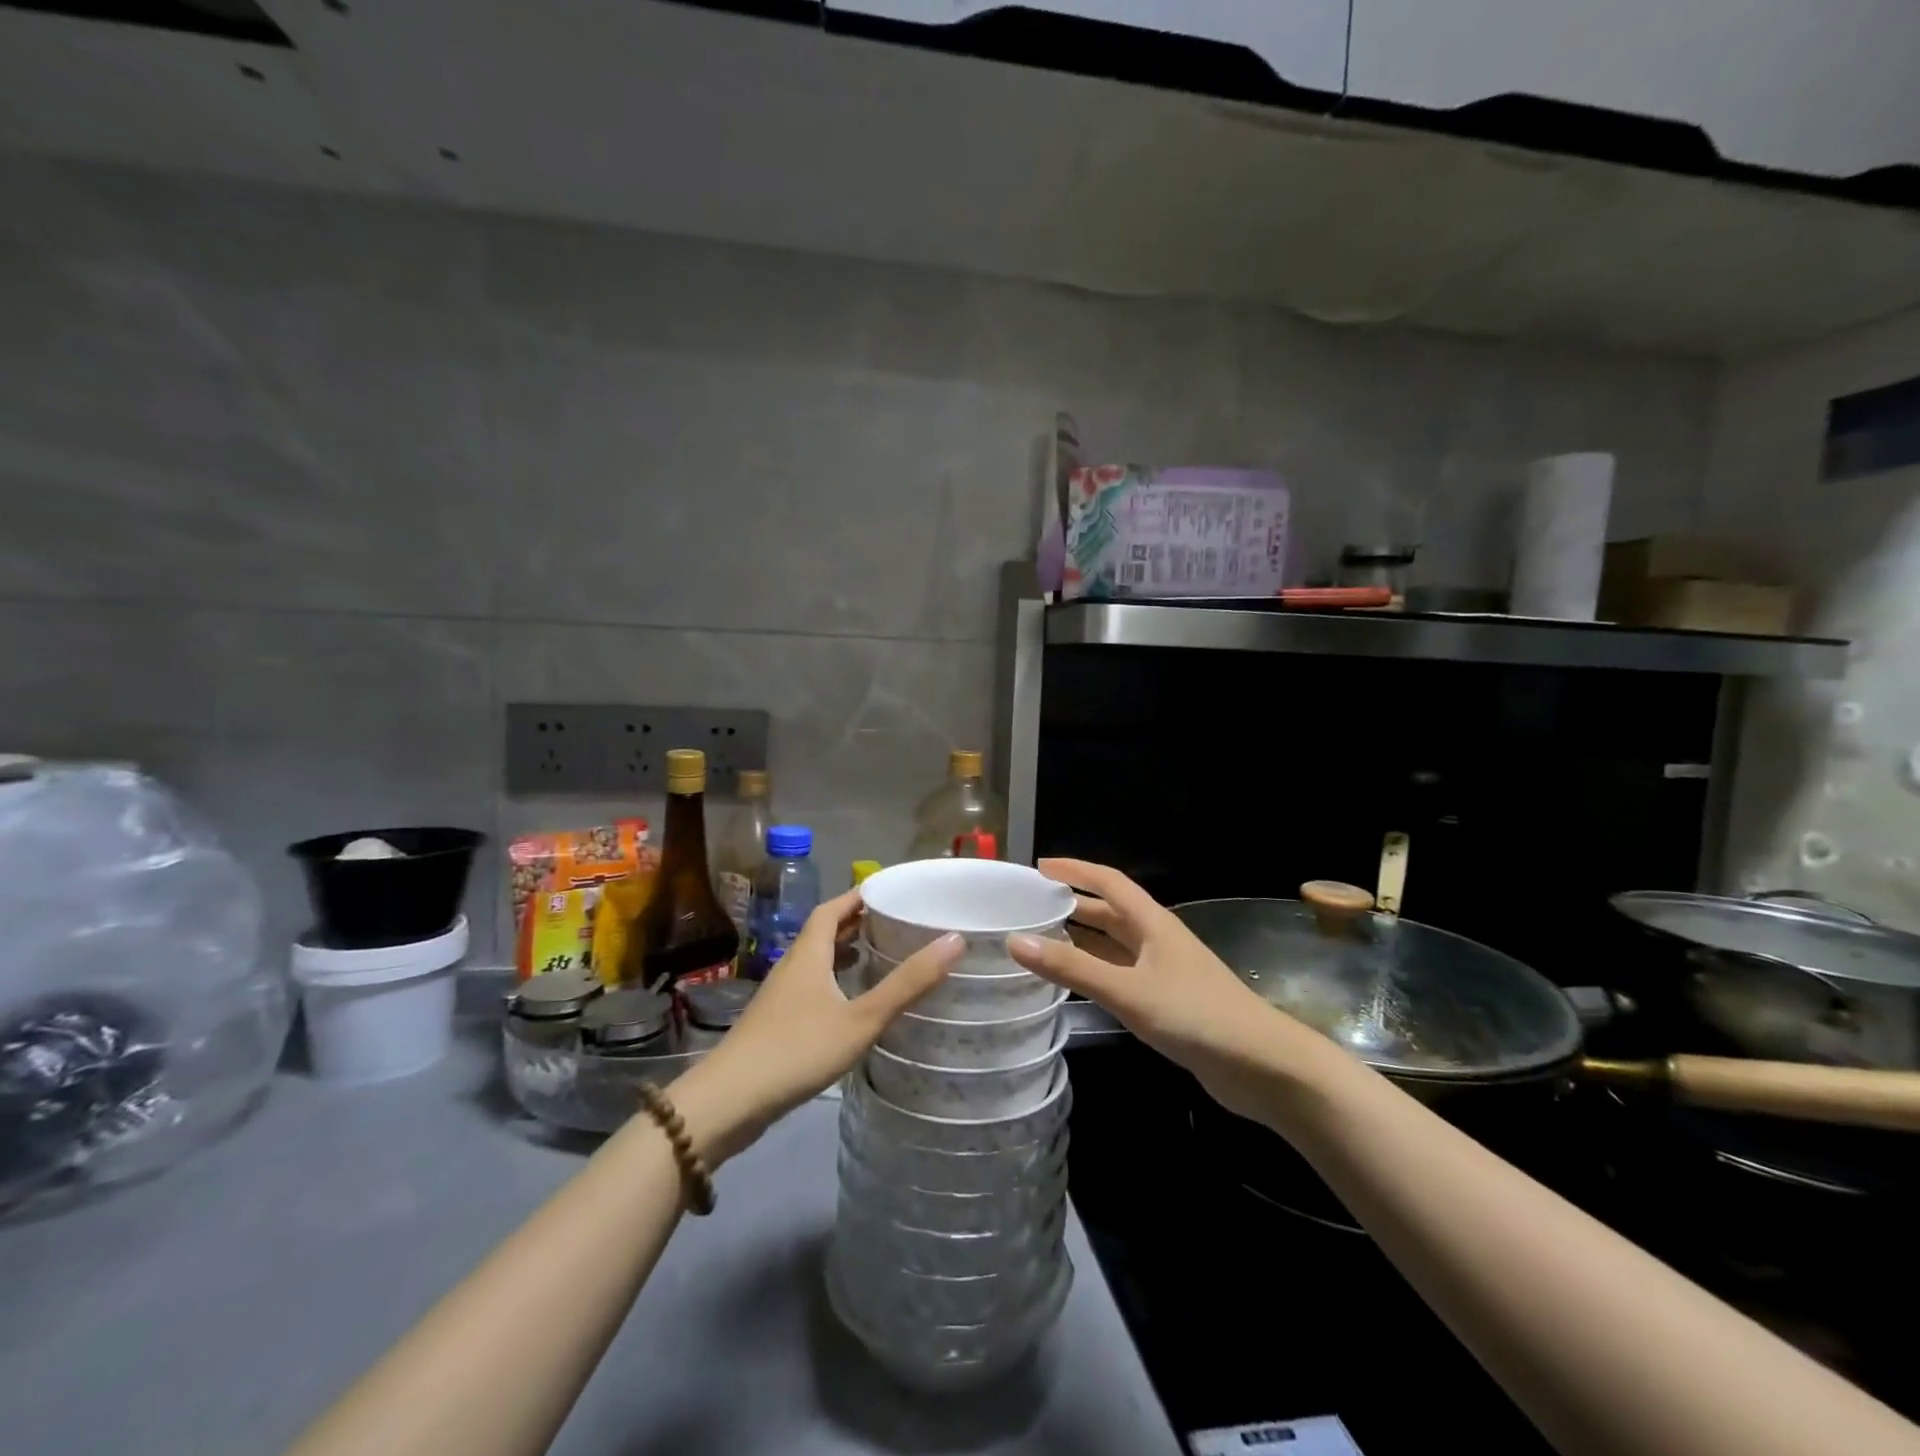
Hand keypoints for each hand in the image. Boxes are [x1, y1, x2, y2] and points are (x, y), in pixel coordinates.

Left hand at [670, 889, 961, 1163]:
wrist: (728, 1102)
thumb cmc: (797, 1050)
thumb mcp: (861, 1018)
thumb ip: (907, 983)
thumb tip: (954, 940)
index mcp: (808, 953)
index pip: (832, 908)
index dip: (858, 895)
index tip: (890, 891)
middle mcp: (792, 966)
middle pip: (824, 932)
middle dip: (856, 923)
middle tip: (895, 922)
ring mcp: (780, 996)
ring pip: (816, 962)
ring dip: (844, 953)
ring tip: (879, 956)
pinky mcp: (775, 1024)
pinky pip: (811, 988)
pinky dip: (834, 982)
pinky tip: (851, 1005)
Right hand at [1007, 859, 1339, 1121]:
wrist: (1262, 1066)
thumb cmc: (1195, 1016)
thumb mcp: (1128, 991)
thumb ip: (1073, 968)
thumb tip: (1015, 941)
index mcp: (1152, 923)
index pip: (1109, 882)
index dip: (1075, 870)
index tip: (1039, 867)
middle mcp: (1157, 939)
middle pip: (1110, 911)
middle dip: (1073, 904)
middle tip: (1031, 905)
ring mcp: (1165, 971)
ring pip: (1115, 944)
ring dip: (1083, 938)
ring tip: (1042, 939)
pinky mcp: (1168, 1001)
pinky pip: (1122, 973)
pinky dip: (1096, 970)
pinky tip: (1077, 982)